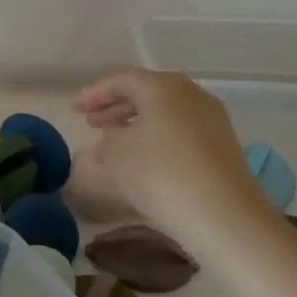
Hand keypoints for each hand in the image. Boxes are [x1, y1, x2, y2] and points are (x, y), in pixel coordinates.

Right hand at [72, 71, 269, 236]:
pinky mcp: (223, 145)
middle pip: (147, 93)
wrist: (222, 215)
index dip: (94, 95)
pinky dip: (158, 136)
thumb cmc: (158, 174)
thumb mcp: (114, 155)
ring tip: (114, 139)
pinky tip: (145, 157)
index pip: (121, 81)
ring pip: (165, 112)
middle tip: (91, 122)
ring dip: (137, 122)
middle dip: (116, 106)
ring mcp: (212, 119)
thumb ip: (106, 139)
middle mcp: (191, 94)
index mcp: (163, 87)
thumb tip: (113, 136)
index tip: (74, 110)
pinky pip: (181, 130)